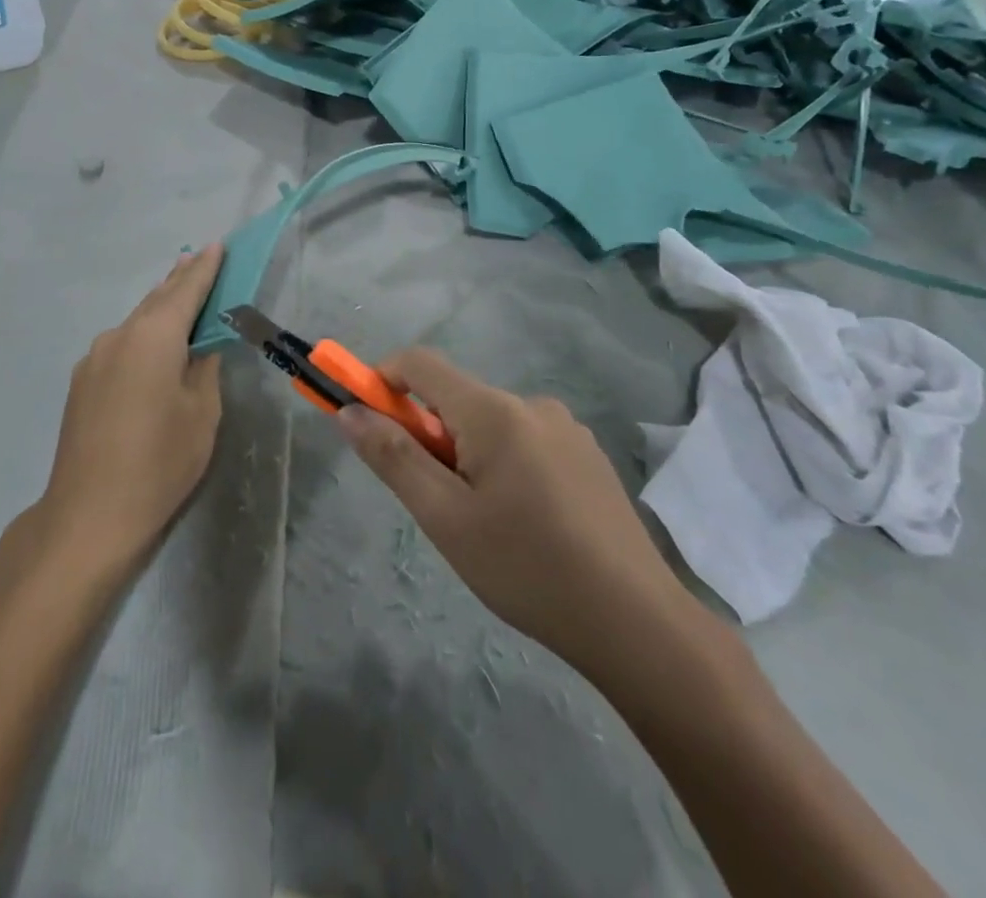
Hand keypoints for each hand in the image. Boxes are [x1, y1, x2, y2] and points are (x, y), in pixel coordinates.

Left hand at [39, 245, 225, 569]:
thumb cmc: (159, 462)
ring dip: (159, 308)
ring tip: (180, 295)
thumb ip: (204, 368)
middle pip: (156, 300)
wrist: (89, 514)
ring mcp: (94, 358)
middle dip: (180, 281)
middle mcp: (118, 336)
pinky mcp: (82, 381)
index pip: (186, 290)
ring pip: (135, 322)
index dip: (205, 268)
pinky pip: (120, 344)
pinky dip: (142, 335)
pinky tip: (152, 346)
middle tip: (200, 260)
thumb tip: (201, 346)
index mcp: (153, 337)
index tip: (218, 245)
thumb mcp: (201, 414)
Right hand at [337, 347, 693, 675]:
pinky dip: (502, 463)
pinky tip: (525, 523)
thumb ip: (393, 458)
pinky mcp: (587, 455)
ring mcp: (566, 428)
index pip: (419, 363)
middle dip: (428, 434)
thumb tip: (349, 412)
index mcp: (494, 410)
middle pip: (456, 398)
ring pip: (490, 423)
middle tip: (436, 502)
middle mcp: (531, 404)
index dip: (381, 379)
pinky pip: (524, 441)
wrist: (637, 622)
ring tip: (484, 523)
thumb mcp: (445, 518)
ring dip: (466, 454)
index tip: (365, 421)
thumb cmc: (527, 568)